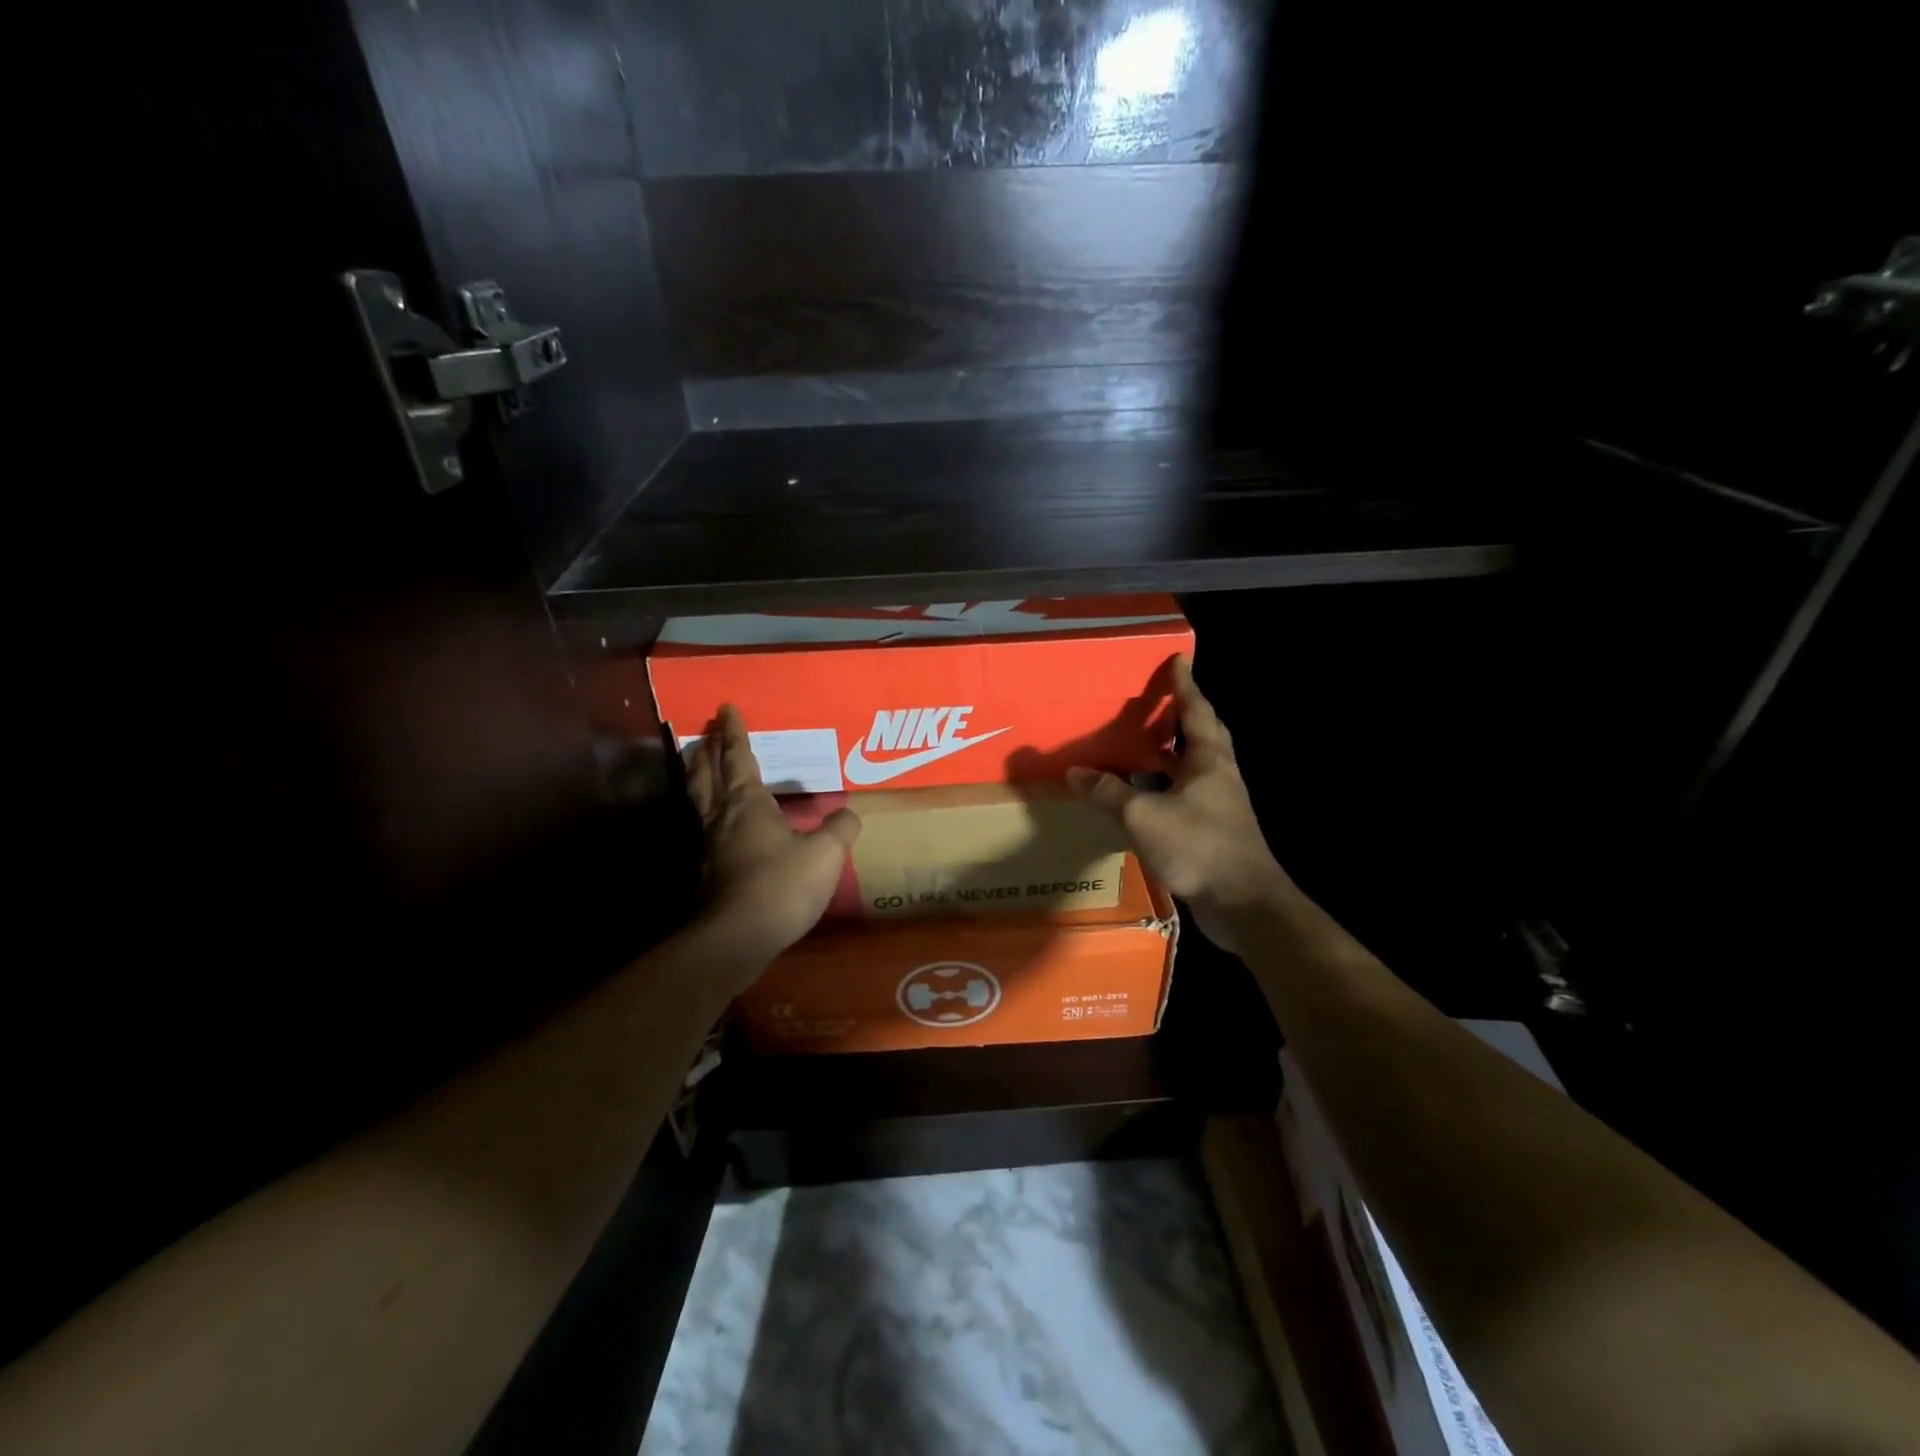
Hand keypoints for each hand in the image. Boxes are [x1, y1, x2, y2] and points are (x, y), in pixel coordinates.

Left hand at [685, 705, 861, 964]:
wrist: (737, 938)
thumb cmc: (781, 885)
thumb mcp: (825, 855)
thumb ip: (839, 829)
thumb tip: (849, 813)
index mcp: (747, 804)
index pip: (738, 759)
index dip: (734, 733)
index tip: (726, 709)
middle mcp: (722, 819)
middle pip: (706, 777)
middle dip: (707, 753)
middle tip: (705, 735)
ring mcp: (711, 847)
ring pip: (701, 803)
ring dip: (700, 780)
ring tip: (703, 769)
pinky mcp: (710, 873)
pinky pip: (708, 829)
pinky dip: (712, 814)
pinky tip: (726, 827)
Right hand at [1067, 657, 1287, 954]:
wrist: (1244, 903)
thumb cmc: (1199, 846)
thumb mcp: (1144, 815)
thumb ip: (1108, 793)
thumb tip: (1075, 772)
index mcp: (1209, 761)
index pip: (1196, 711)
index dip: (1185, 685)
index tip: (1178, 659)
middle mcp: (1219, 776)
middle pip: (1203, 736)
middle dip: (1183, 716)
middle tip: (1158, 701)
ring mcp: (1220, 806)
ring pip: (1194, 769)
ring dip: (1172, 754)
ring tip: (1142, 745)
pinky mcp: (1215, 832)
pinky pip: (1186, 798)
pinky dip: (1165, 789)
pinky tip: (1144, 798)